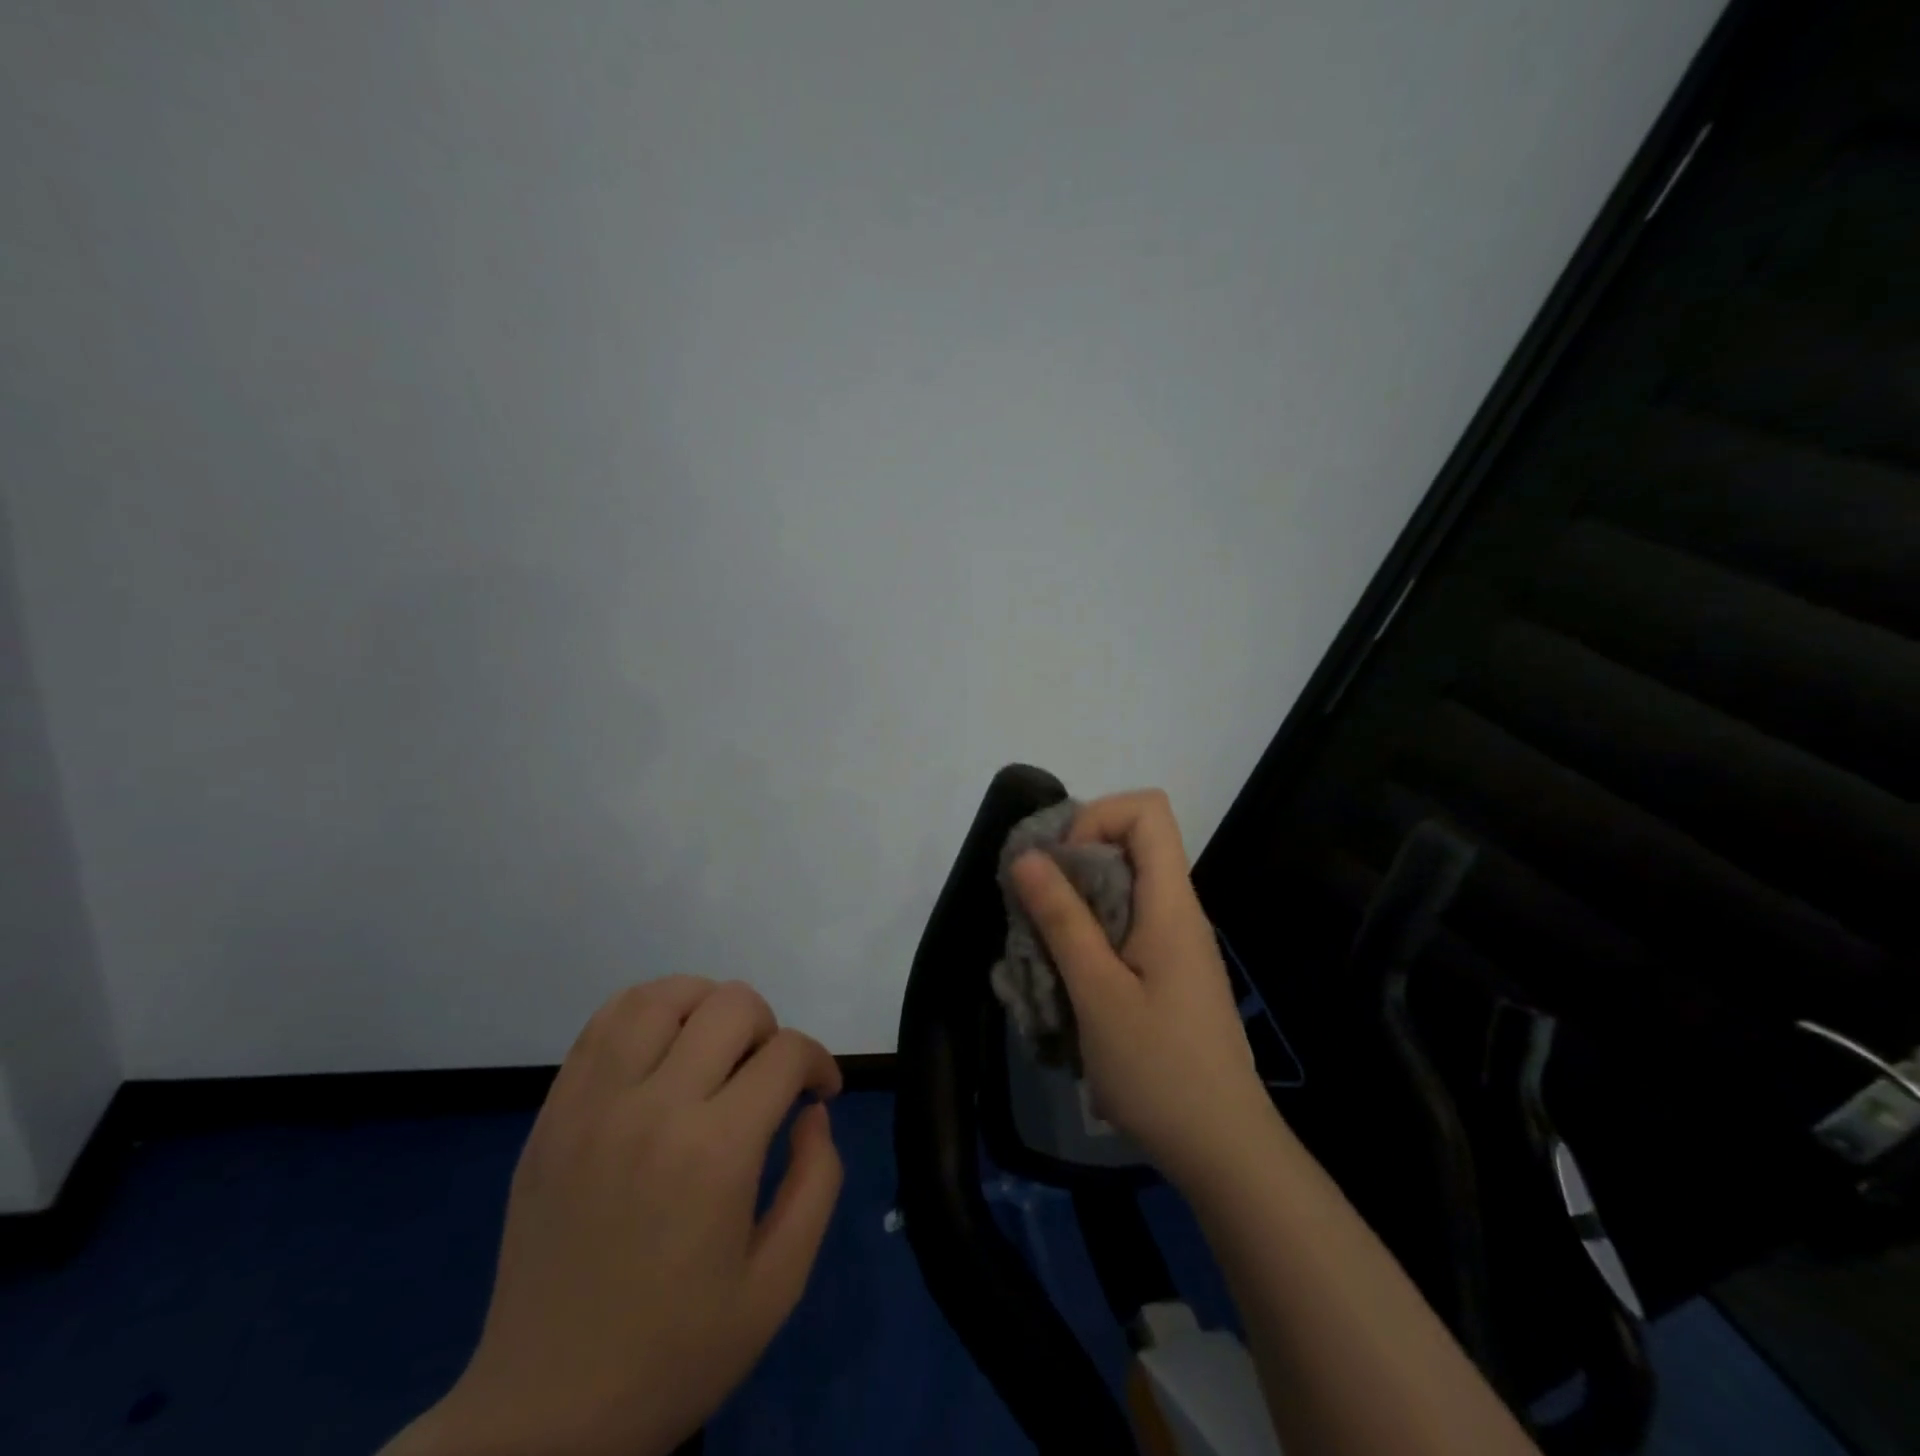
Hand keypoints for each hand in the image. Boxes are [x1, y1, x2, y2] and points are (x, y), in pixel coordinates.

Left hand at [387, 978, 843, 1455]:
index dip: (818, 1062)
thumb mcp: (778, 1285)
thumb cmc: (675, 1352)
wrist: (544, 1414)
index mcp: (715, 1153)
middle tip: (767, 1075)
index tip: (820, 1092)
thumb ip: (817, 1181)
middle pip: (731, 1005)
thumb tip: (811, 1111)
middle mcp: (654, 1108)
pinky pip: (602, 1023)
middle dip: (769, 1027)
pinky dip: (645, 1012)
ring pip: (661, 996)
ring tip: (715, 1046)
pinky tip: (661, 1048)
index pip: (786, 1052)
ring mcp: (593, 1105)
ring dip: (705, 1004)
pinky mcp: (553, 1113)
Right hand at [1012, 790, 1271, 1190]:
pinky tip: (1064, 983)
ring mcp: (1174, 943)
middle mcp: (1177, 911)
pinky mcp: (1166, 972)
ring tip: (1041, 952)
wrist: (1224, 1150)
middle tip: (1033, 911)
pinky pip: (1123, 927)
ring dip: (1073, 906)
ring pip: (1119, 889)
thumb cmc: (1160, 1070)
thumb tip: (1027, 855)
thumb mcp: (1098, 993)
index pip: (1148, 811)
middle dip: (1072, 864)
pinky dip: (1087, 938)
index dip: (1097, 818)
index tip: (1061, 865)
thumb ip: (1063, 920)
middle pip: (1128, 845)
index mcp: (1170, 903)